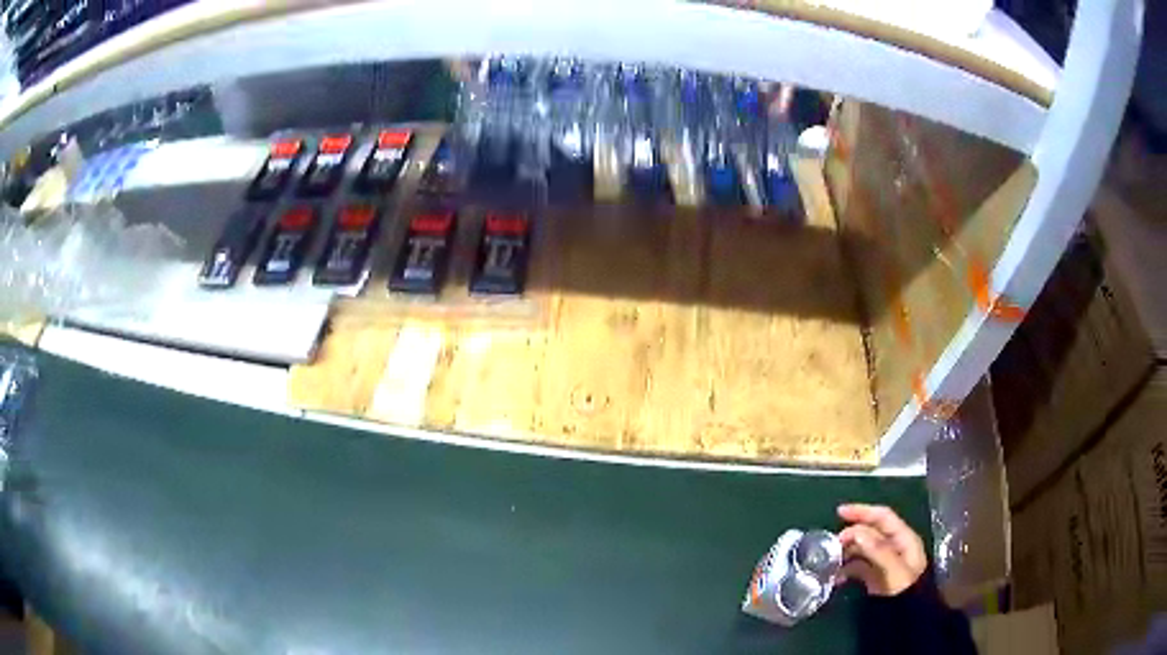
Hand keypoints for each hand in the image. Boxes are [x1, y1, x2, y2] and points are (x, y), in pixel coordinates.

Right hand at [836, 503, 927, 596]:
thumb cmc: (907, 591)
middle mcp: (895, 547)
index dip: (862, 511)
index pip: (883, 517)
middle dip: (851, 534)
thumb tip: (856, 531)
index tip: (839, 512)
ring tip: (830, 561)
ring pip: (863, 549)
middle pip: (871, 531)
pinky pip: (859, 567)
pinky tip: (837, 577)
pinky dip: (847, 569)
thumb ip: (878, 550)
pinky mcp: (876, 578)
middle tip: (832, 544)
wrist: (909, 620)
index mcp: (903, 539)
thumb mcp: (895, 571)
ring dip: (847, 552)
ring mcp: (885, 563)